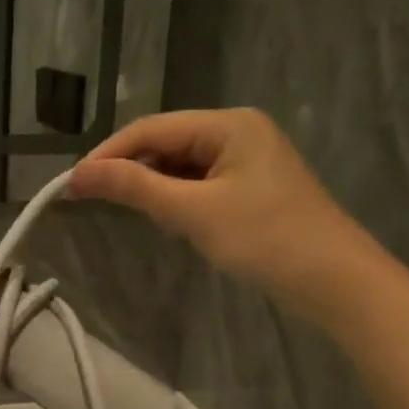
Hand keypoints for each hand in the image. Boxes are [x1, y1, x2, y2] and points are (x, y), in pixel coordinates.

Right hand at [66, 109, 374, 317]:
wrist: (337, 283)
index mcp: (228, 124)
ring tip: (124, 210)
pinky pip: (198, 183)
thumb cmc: (265, 239)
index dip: (108, 154)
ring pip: (180, 165)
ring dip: (151, 186)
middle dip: (129, 169)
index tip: (71, 184)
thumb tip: (77, 174)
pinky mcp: (250, 187)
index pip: (151, 129)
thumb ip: (134, 188)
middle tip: (90, 199)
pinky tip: (165, 218)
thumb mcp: (193, 212)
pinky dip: (176, 198)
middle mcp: (237, 131)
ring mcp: (247, 160)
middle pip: (165, 143)